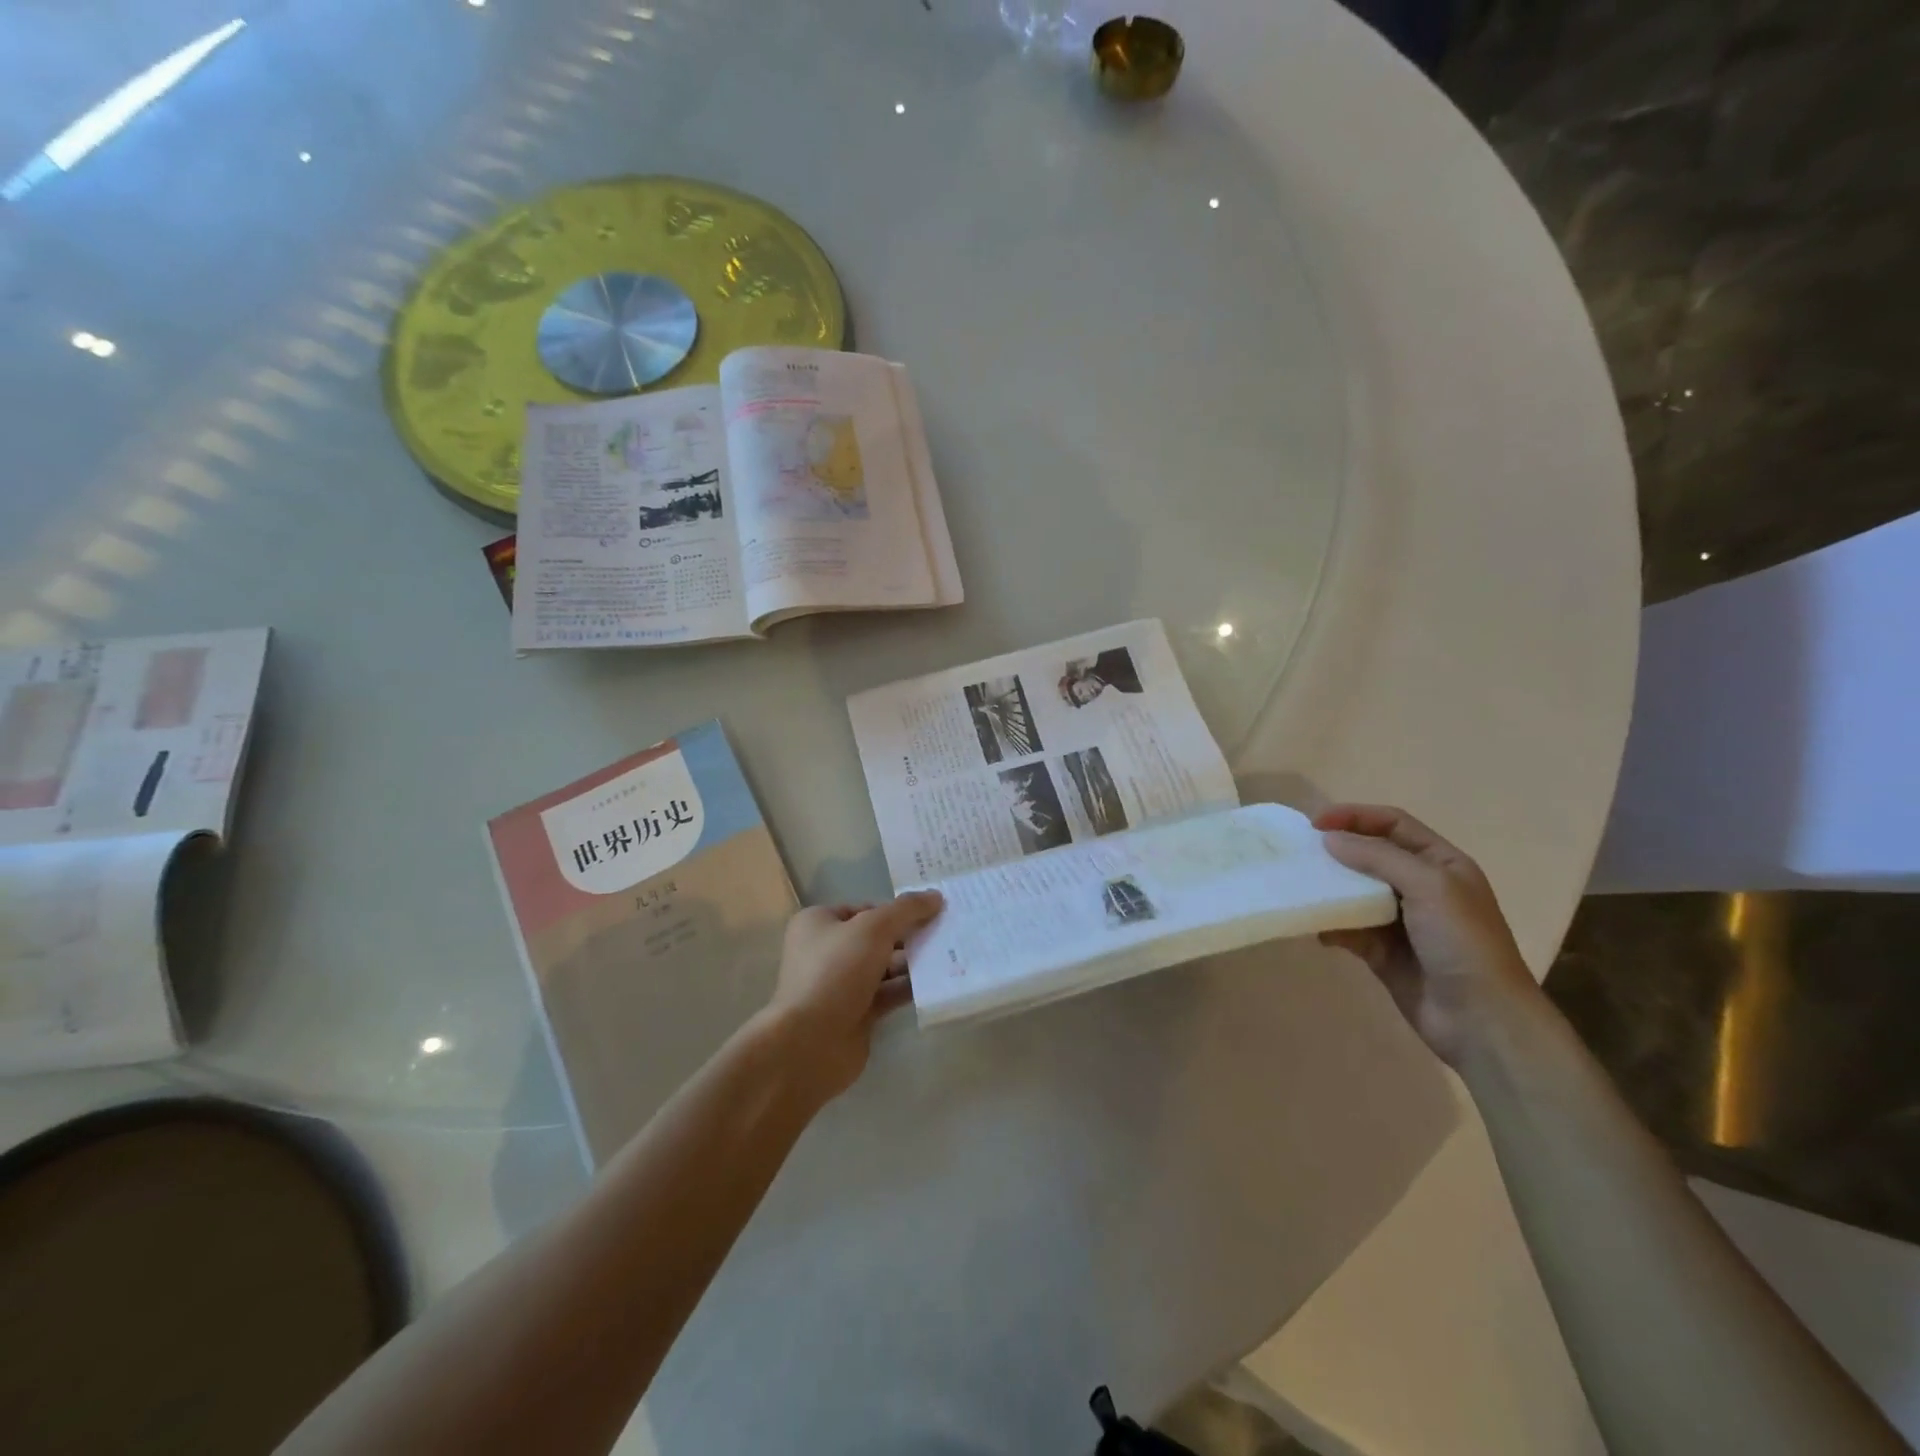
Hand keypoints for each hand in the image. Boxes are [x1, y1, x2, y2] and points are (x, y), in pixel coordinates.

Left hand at [763, 891, 944, 1099]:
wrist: (811, 1042)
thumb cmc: (836, 971)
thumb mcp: (874, 928)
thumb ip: (906, 910)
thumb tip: (936, 896)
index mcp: (819, 923)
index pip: (865, 909)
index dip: (896, 910)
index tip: (931, 913)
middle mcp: (826, 951)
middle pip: (876, 938)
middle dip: (909, 936)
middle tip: (946, 933)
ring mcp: (841, 985)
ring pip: (884, 967)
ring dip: (913, 963)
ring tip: (949, 956)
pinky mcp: (855, 1014)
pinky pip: (887, 994)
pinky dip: (908, 988)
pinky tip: (936, 982)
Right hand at [1314, 804, 1540, 1064]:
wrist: (1481, 1019)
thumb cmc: (1462, 942)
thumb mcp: (1429, 886)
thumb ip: (1378, 857)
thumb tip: (1329, 839)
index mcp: (1441, 864)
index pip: (1392, 824)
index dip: (1354, 816)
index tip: (1315, 823)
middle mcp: (1421, 887)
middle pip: (1370, 855)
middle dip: (1337, 852)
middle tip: (1300, 853)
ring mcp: (1401, 921)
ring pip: (1355, 892)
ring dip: (1330, 889)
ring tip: (1301, 887)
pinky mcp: (1382, 951)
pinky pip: (1349, 928)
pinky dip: (1331, 925)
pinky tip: (1318, 929)